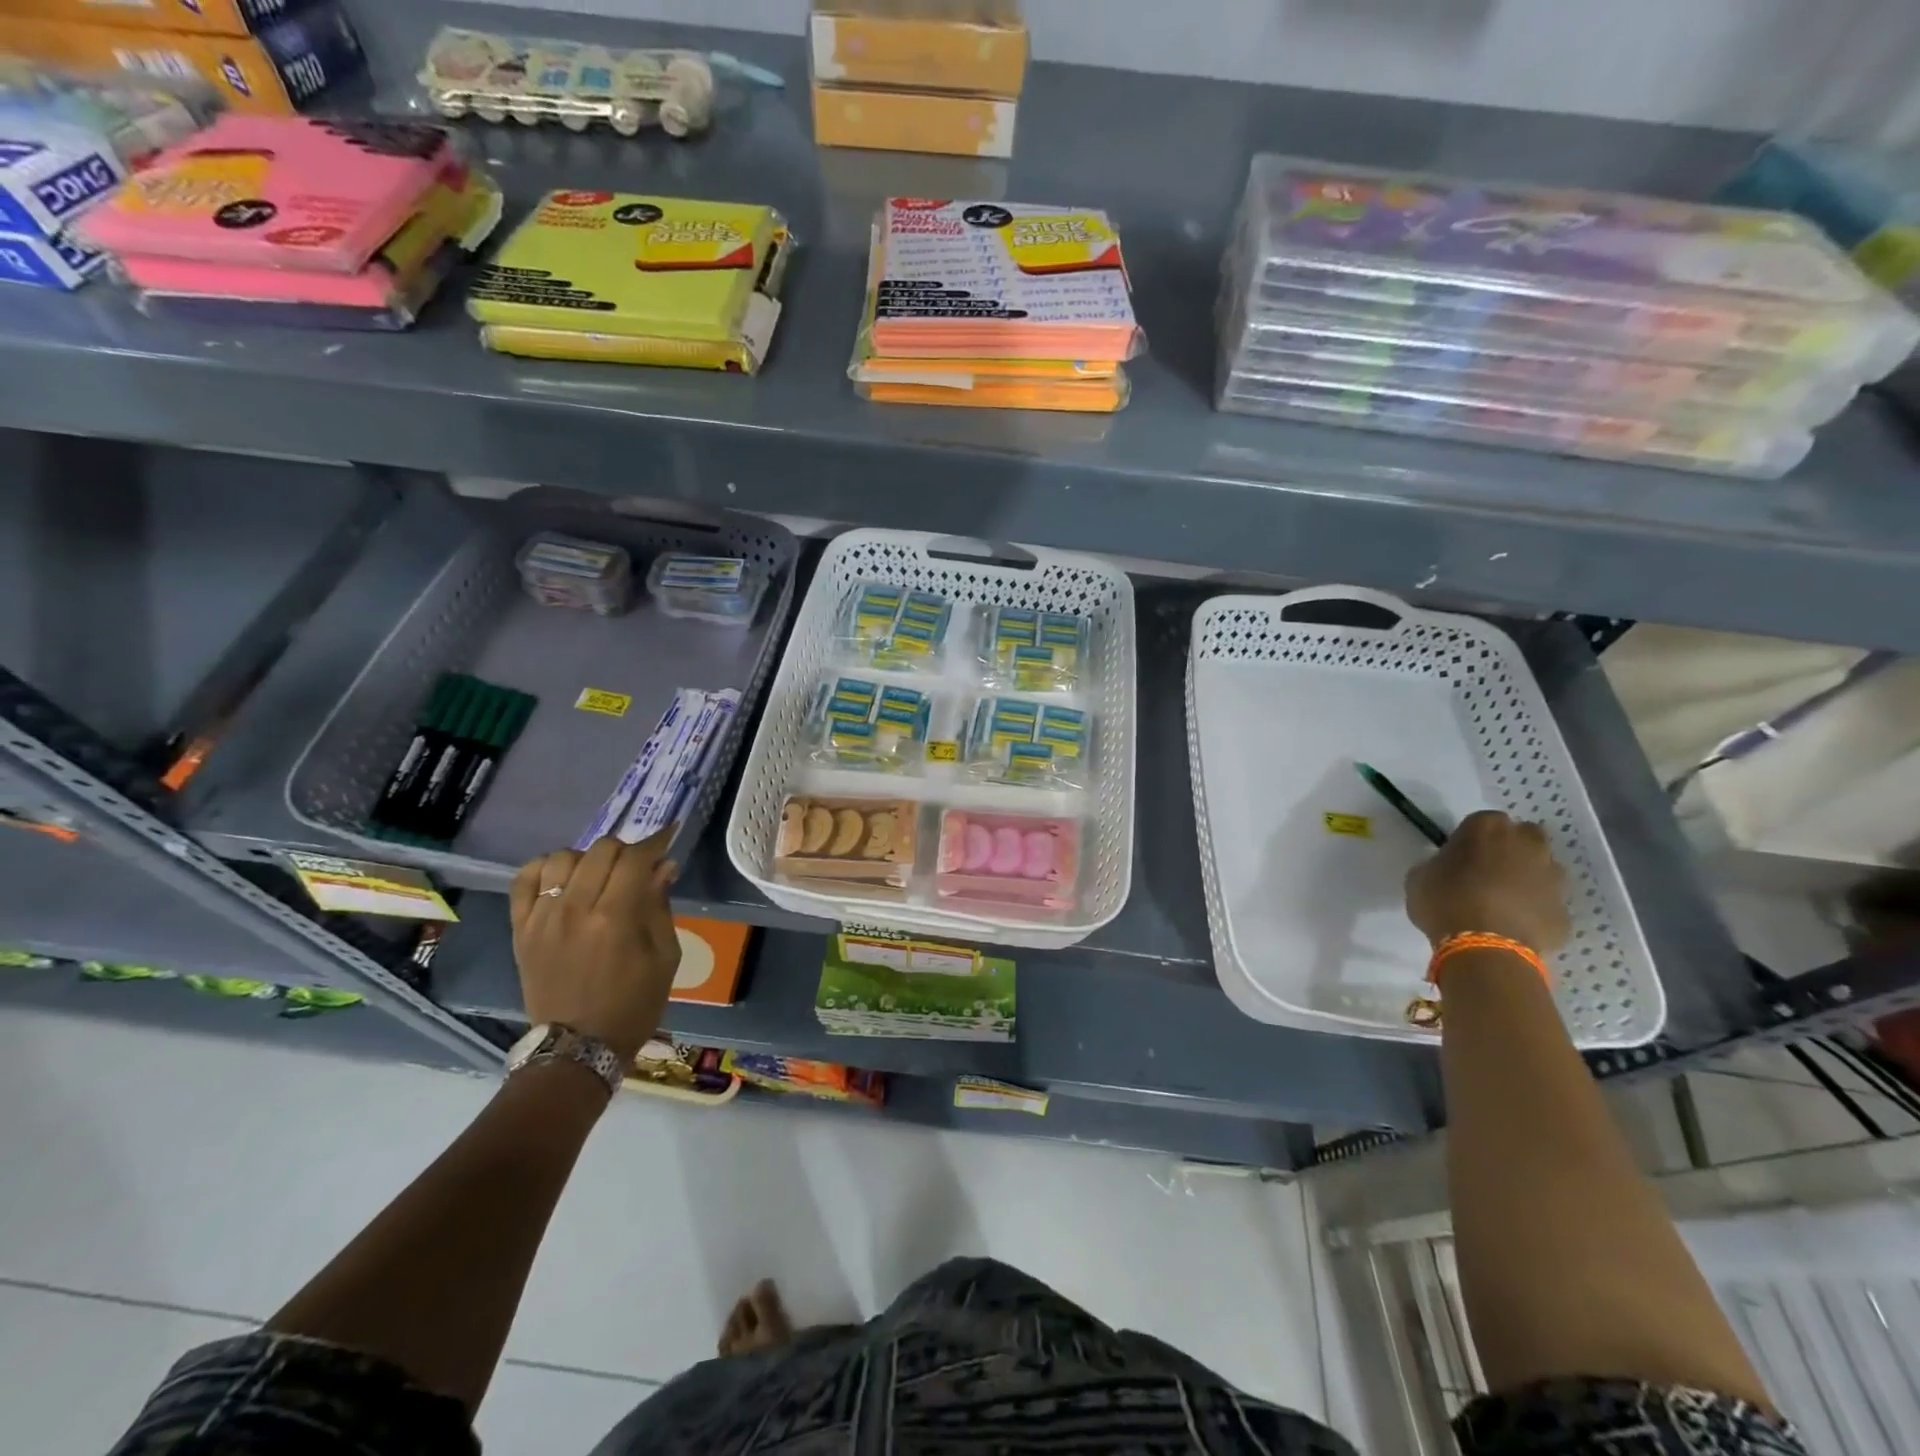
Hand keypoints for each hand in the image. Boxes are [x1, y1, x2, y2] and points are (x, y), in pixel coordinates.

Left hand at [509, 828, 681, 1063]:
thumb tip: (663, 866)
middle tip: (637, 866)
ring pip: (562, 858)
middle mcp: (575, 909)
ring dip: (587, 858)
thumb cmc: (633, 1004)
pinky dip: (543, 868)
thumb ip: (660, 906)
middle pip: (600, 850)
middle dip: (626, 849)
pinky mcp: (520, 929)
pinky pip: (523, 880)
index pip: (636, 858)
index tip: (668, 835)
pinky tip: (562, 877)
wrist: (578, 1047)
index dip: (656, 841)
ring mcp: (542, 918)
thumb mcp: (665, 957)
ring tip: (598, 875)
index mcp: (616, 918)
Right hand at [1405, 810, 1570, 954]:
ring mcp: (1553, 878)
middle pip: (1524, 837)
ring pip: (1542, 869)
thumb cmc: (1444, 901)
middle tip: (1487, 872)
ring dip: (1527, 879)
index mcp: (1487, 828)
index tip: (1460, 856)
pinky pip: (1547, 905)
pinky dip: (1535, 911)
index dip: (1471, 839)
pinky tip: (1514, 926)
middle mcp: (1528, 844)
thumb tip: (1447, 869)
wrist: (1485, 948)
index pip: (1482, 821)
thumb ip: (1438, 864)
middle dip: (1511, 849)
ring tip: (1502, 902)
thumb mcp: (1420, 876)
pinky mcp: (1565, 911)